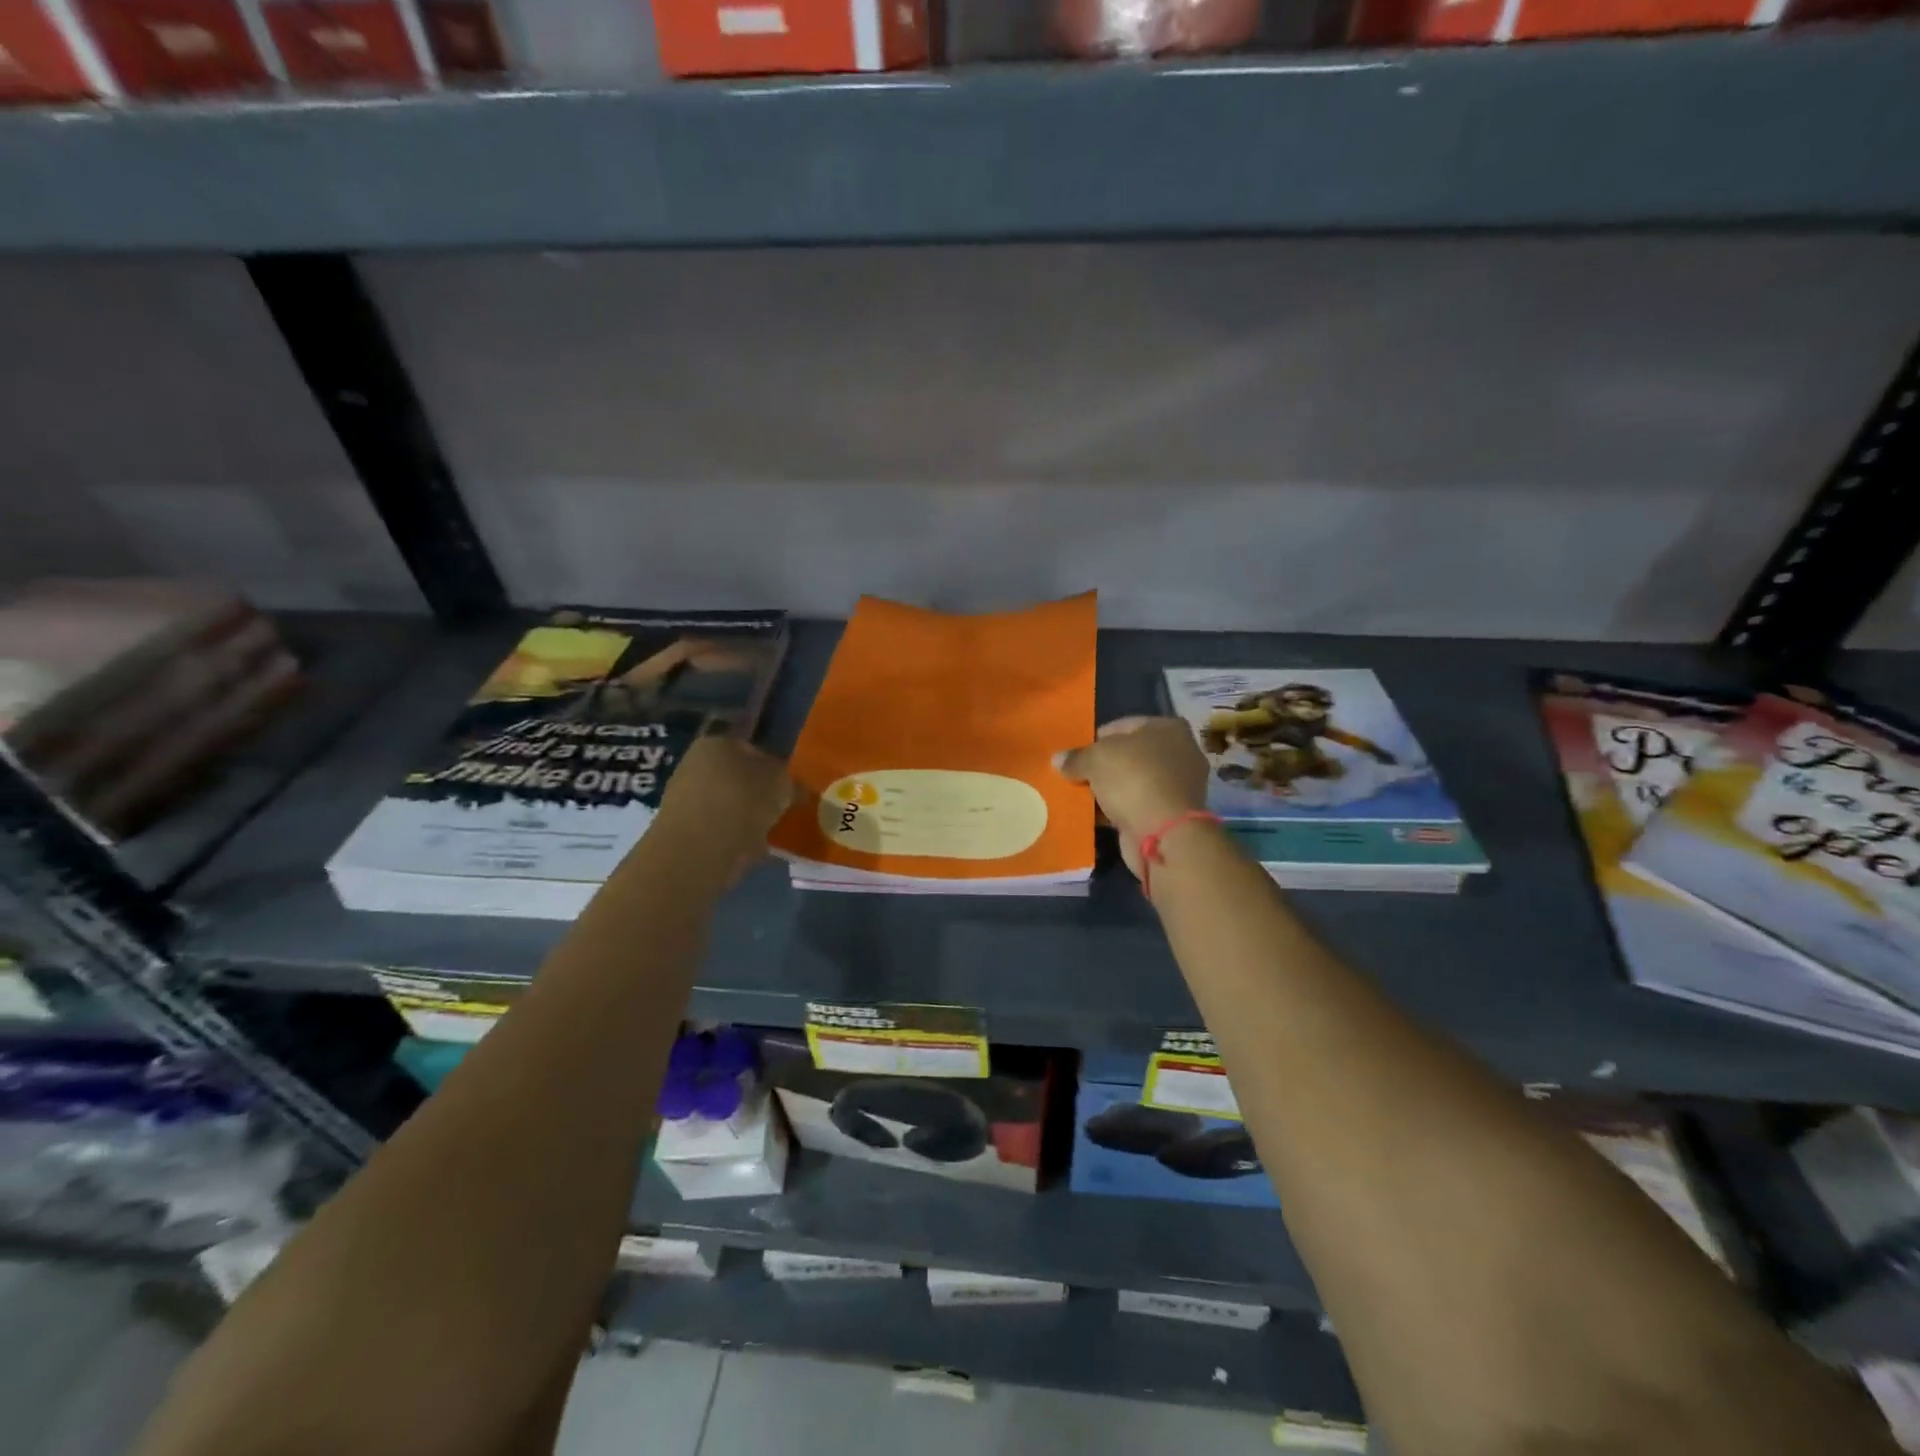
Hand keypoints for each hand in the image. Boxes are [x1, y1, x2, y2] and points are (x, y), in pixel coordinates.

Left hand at [655, 736, 796, 881]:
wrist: (699, 850)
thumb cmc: (743, 800)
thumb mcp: (782, 784)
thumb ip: (791, 781)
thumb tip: (796, 787)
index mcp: (717, 742)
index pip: (752, 747)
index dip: (775, 764)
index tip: (790, 784)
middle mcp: (696, 763)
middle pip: (737, 775)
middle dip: (759, 791)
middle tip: (783, 807)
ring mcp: (685, 797)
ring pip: (728, 802)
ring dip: (747, 814)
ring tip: (772, 830)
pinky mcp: (683, 830)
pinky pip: (720, 827)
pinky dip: (735, 835)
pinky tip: (753, 847)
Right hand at [1055, 717, 1209, 880]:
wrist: (1164, 834)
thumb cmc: (1133, 779)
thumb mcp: (1095, 759)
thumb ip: (1076, 757)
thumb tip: (1058, 759)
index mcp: (1169, 728)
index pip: (1124, 725)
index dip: (1097, 738)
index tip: (1076, 753)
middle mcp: (1179, 753)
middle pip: (1129, 755)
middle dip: (1103, 766)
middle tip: (1076, 775)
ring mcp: (1177, 787)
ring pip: (1133, 782)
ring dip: (1109, 790)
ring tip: (1080, 796)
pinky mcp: (1171, 815)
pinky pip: (1136, 806)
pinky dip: (1117, 810)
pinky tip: (1094, 815)